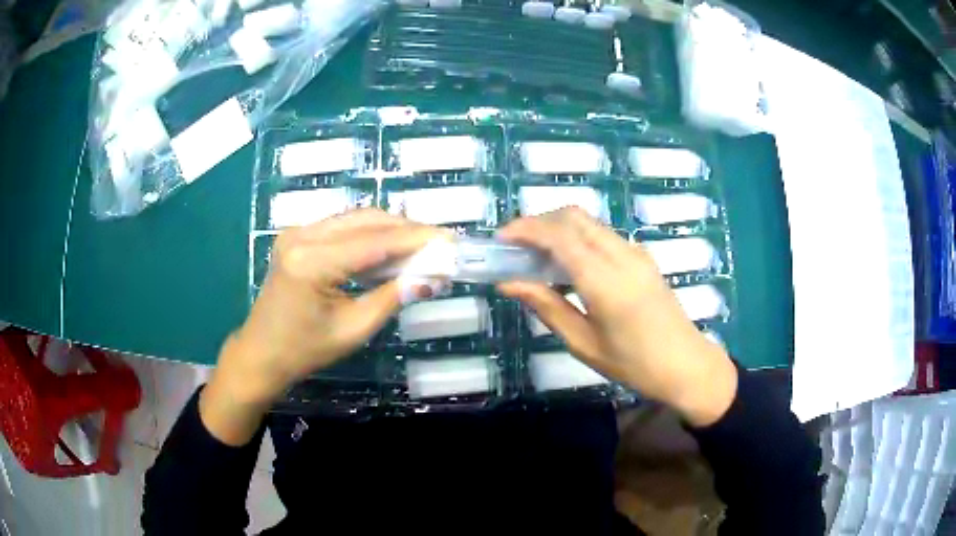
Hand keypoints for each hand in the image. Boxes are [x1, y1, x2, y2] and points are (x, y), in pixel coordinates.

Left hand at [201, 209, 446, 444]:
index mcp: (312, 261)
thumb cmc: (305, 350)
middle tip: (440, 243)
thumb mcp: (354, 329)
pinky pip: (342, 227)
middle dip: (406, 230)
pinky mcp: (297, 236)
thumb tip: (432, 276)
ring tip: (422, 246)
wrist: (261, 353)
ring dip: (390, 230)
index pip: (375, 241)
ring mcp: (297, 232)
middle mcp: (302, 235)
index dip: (416, 239)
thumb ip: (393, 296)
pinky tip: (390, 248)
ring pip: (355, 219)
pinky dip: (370, 235)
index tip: (450, 241)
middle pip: (366, 220)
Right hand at [497, 208, 736, 426]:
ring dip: (558, 229)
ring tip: (536, 257)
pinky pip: (603, 235)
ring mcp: (636, 253)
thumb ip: (547, 307)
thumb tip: (510, 283)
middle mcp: (622, 256)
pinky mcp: (642, 257)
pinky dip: (578, 238)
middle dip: (539, 222)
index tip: (501, 239)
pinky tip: (568, 265)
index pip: (560, 236)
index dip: (526, 229)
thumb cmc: (634, 365)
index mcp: (606, 281)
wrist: (686, 365)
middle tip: (516, 247)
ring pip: (589, 223)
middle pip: (574, 217)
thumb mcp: (584, 343)